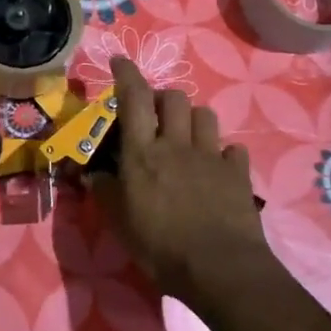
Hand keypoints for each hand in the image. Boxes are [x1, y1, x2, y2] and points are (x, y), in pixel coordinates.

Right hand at [92, 58, 275, 308]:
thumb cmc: (160, 246)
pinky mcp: (238, 173)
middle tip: (154, 115)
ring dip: (192, 119)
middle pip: (174, 98)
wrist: (219, 269)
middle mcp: (176, 144)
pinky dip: (223, 153)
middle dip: (163, 97)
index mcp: (143, 152)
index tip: (119, 61)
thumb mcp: (119, 223)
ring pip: (205, 115)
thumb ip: (105, 191)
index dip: (126, 74)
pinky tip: (217, 167)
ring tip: (185, 136)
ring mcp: (211, 156)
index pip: (133, 98)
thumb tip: (92, 174)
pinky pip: (232, 148)